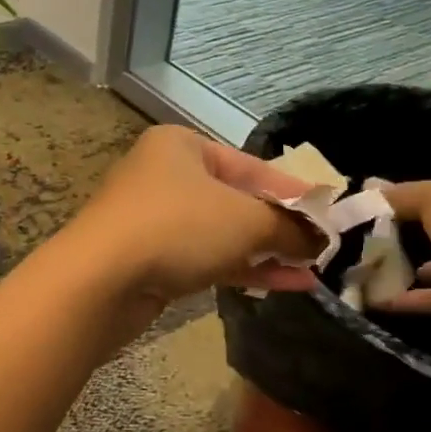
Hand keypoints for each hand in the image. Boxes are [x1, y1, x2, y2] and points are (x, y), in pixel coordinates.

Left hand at [60, 126, 324, 314]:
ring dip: (267, 251)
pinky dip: (243, 269)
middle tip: (323, 246)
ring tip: (313, 271)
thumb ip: (289, 227)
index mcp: (181, 147)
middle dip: (281, 225)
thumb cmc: (177, 227)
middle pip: (236, 199)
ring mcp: (155, 220)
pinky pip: (206, 259)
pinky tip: (285, 284)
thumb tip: (322, 239)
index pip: (251, 165)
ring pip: (222, 233)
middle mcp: (165, 176)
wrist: (99, 281)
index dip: (294, 190)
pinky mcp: (151, 260)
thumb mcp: (245, 220)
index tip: (331, 211)